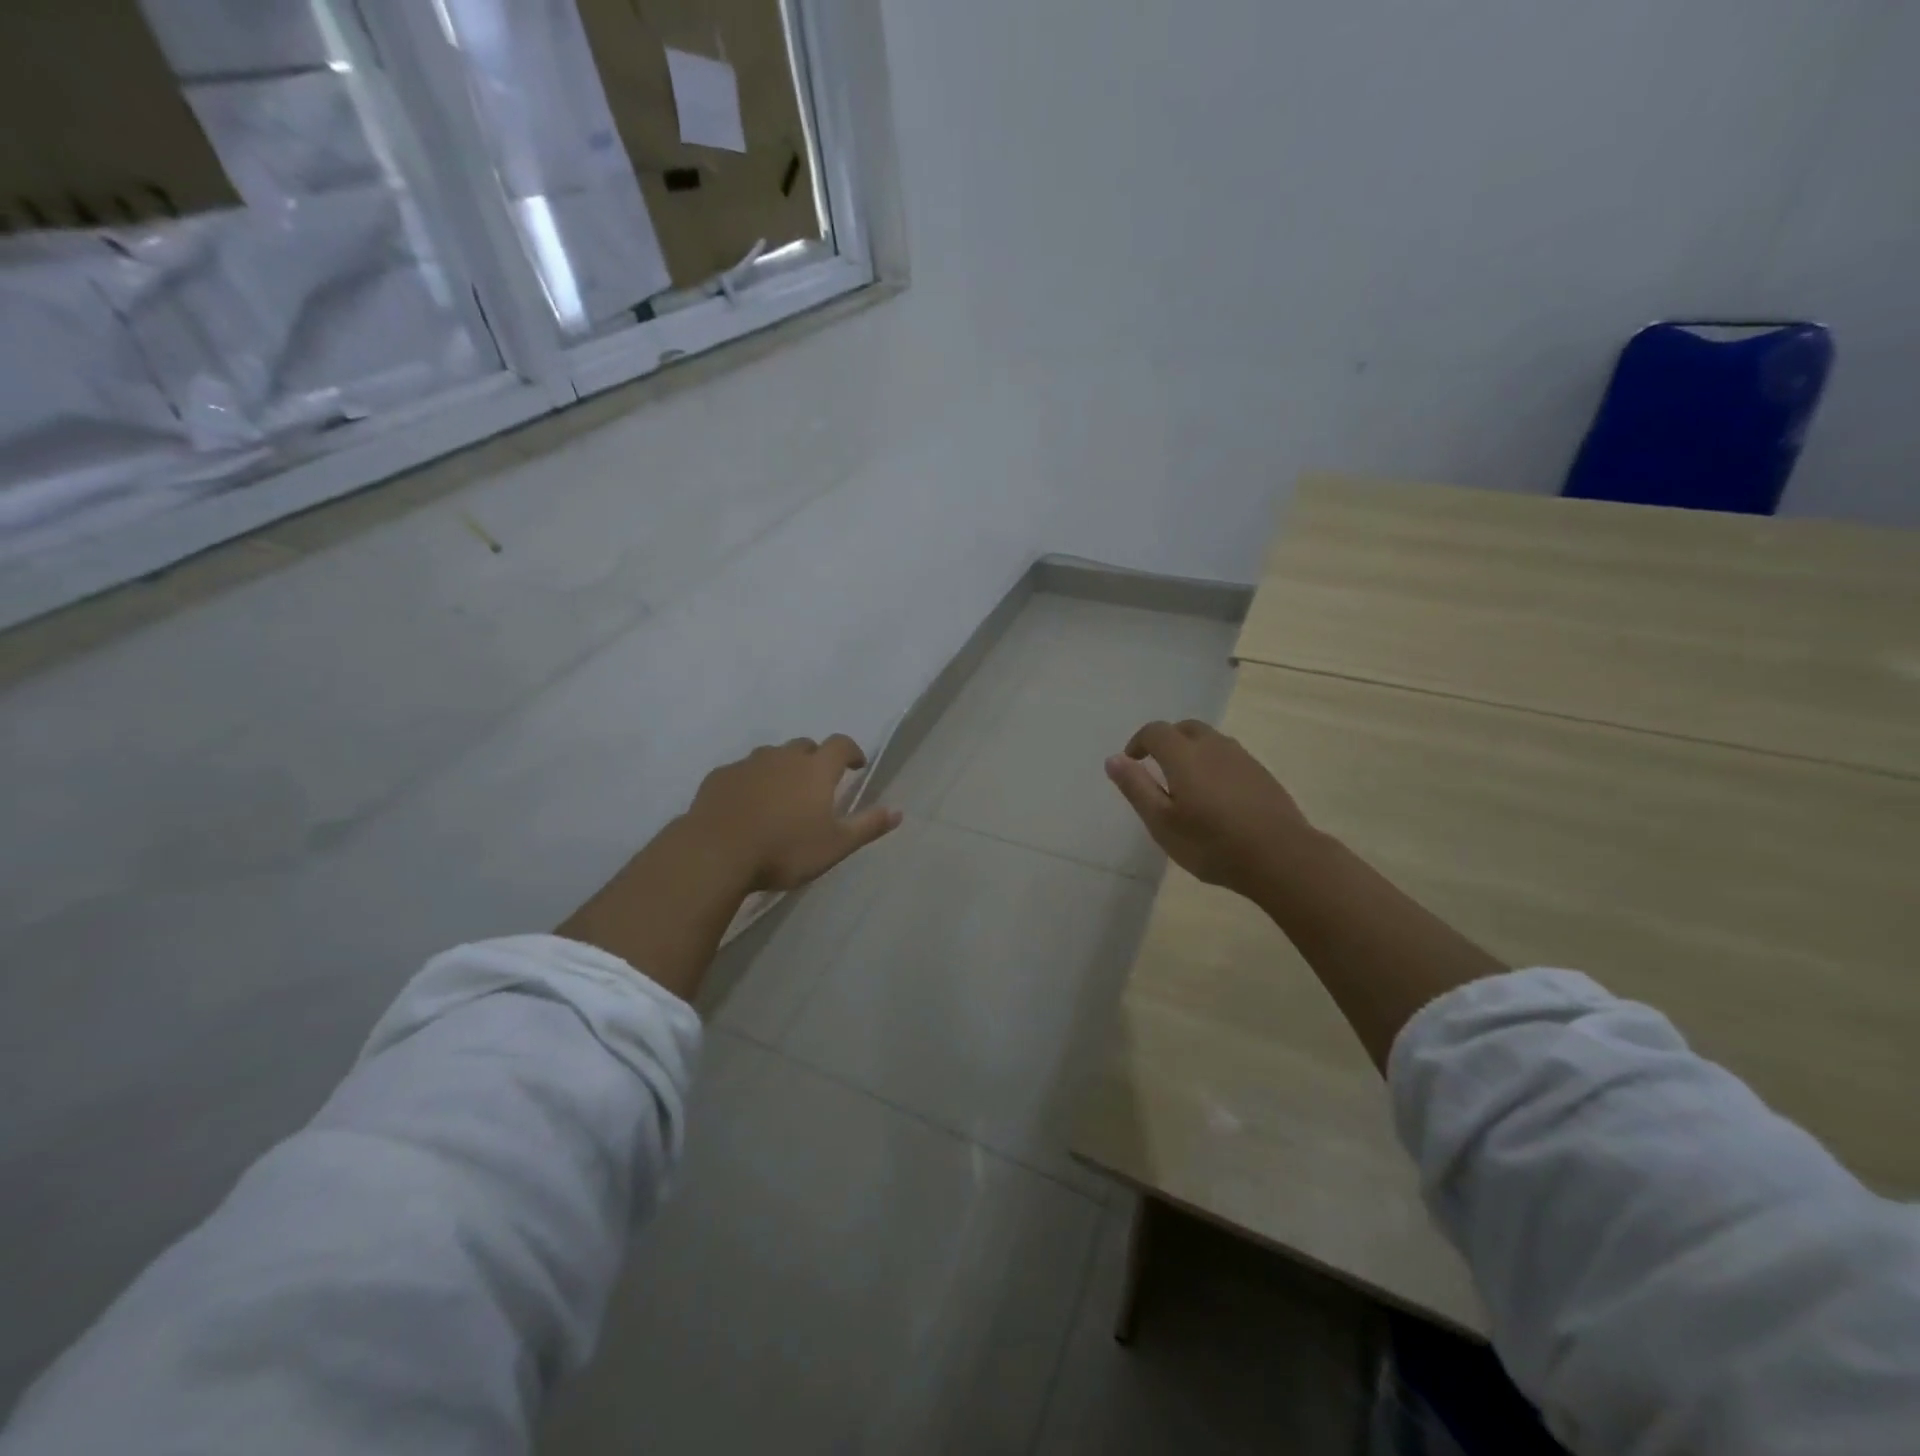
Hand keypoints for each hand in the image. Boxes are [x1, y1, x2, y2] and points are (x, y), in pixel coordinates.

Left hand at [683, 735, 902, 892]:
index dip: (851, 751)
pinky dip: (751, 781)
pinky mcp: (719, 777)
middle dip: (815, 759)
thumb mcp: (835, 846)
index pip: (840, 745)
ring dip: (782, 768)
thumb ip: (867, 826)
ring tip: (781, 795)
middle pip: (805, 746)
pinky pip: (742, 772)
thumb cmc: (784, 850)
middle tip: (817, 784)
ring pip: (771, 756)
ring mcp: (748, 764)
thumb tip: (898, 811)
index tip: (855, 765)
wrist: (715, 853)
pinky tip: (747, 805)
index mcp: (816, 770)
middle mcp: (783, 757)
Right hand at [1106, 719, 1315, 898]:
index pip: (1155, 731)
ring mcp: (1242, 757)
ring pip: (1210, 740)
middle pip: (1184, 728)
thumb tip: (1113, 758)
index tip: (1132, 762)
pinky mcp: (1261, 773)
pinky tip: (1216, 796)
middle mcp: (1213, 746)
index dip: (1138, 742)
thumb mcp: (1162, 822)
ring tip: (1185, 783)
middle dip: (1166, 741)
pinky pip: (1229, 756)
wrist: (1281, 856)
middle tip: (1157, 768)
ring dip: (1191, 750)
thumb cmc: (1212, 843)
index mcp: (1183, 754)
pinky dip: (1213, 764)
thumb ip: (1136, 787)